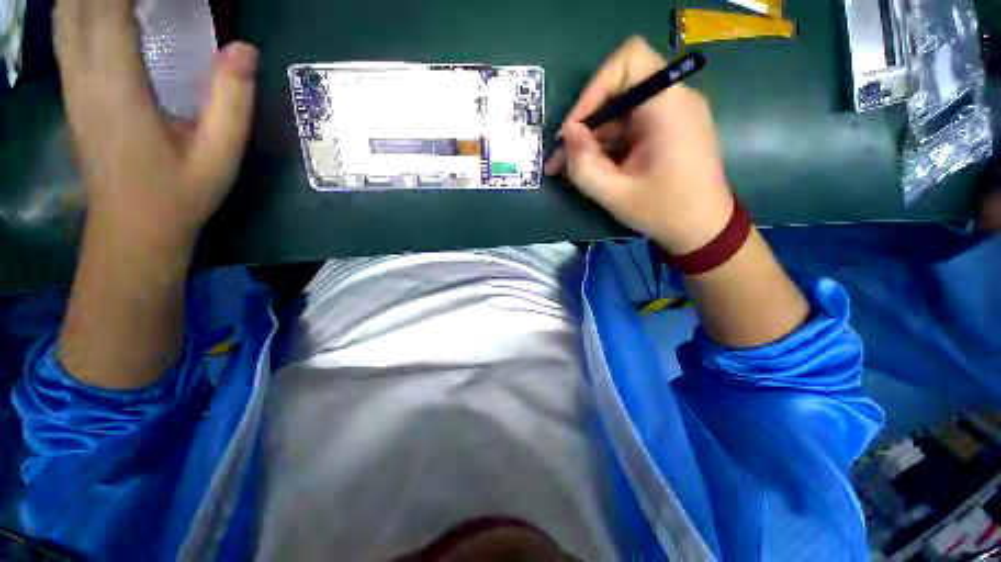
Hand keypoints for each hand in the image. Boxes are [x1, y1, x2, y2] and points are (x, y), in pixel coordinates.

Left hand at [55, 0, 257, 255]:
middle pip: (78, 4)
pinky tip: (106, 9)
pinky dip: (83, 7)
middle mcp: (83, 77)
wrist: (132, 229)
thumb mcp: (220, 155)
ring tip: (132, 3)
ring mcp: (72, 84)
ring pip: (65, 14)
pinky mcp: (72, 91)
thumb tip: (244, 48)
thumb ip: (232, 102)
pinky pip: (67, 31)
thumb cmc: (179, 194)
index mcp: (118, 88)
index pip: (109, 10)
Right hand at [545, 36, 733, 254]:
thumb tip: (566, 134)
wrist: (702, 229)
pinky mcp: (665, 131)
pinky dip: (605, 146)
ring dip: (591, 140)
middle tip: (560, 159)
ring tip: (567, 170)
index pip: (628, 60)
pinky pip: (627, 128)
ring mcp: (670, 115)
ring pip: (618, 114)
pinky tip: (589, 169)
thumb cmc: (663, 212)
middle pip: (617, 91)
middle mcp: (672, 101)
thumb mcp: (615, 194)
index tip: (574, 128)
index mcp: (667, 107)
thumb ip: (584, 164)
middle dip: (584, 124)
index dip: (594, 88)